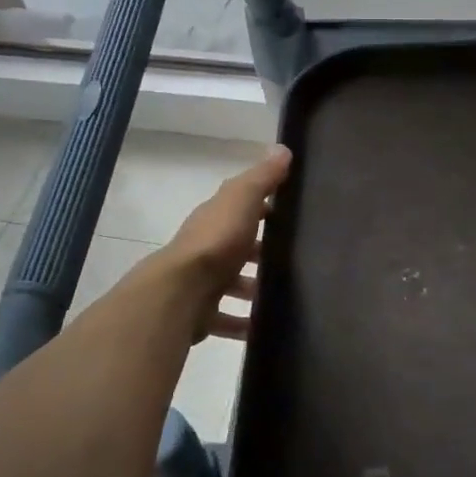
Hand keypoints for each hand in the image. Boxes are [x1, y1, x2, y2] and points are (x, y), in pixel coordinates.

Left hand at [164, 146, 291, 340]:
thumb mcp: (242, 200)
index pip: (240, 208)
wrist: (181, 292)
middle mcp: (206, 248)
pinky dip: (243, 323)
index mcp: (215, 219)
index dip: (263, 209)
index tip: (290, 214)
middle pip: (237, 248)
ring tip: (283, 296)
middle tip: (293, 261)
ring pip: (232, 284)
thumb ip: (262, 178)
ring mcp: (202, 282)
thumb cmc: (216, 242)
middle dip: (260, 253)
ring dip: (252, 288)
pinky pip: (227, 318)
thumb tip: (282, 148)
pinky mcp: (202, 313)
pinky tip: (264, 328)